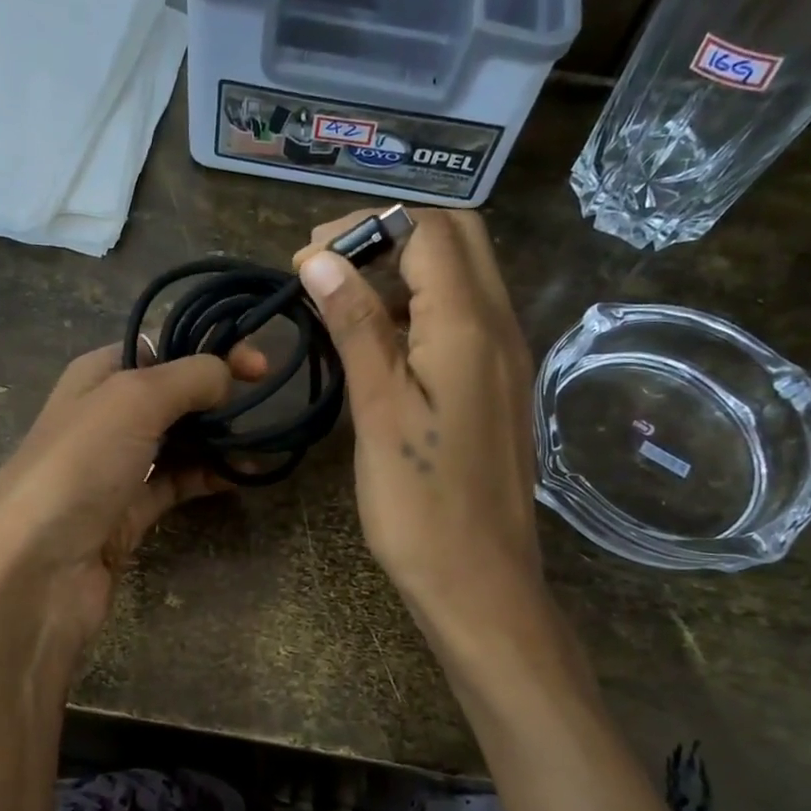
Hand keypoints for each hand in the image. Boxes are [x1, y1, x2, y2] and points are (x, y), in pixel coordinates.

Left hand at [0, 342, 263, 671]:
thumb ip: (187, 377)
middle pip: (172, 395)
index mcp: (96, 377)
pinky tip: (243, 475)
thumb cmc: (78, 467)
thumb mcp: (132, 401)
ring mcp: (116, 468)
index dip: (208, 349)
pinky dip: (209, 477)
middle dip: (217, 393)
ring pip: (178, 441)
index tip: (258, 365)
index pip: (159, 348)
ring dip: (218, 437)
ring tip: (265, 439)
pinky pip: (178, 484)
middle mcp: (105, 417)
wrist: (35, 571)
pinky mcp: (129, 514)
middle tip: (265, 399)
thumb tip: (226, 374)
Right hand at [294, 207, 544, 638]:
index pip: (427, 230)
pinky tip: (378, 346)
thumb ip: (355, 326)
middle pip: (455, 240)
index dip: (364, 228)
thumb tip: (320, 257)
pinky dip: (419, 309)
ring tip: (341, 306)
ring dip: (403, 271)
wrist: (479, 582)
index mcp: (469, 326)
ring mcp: (504, 357)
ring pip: (461, 278)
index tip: (306, 260)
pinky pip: (463, 319)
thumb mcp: (378, 410)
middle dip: (389, 236)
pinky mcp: (497, 386)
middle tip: (329, 272)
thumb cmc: (419, 504)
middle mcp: (499, 327)